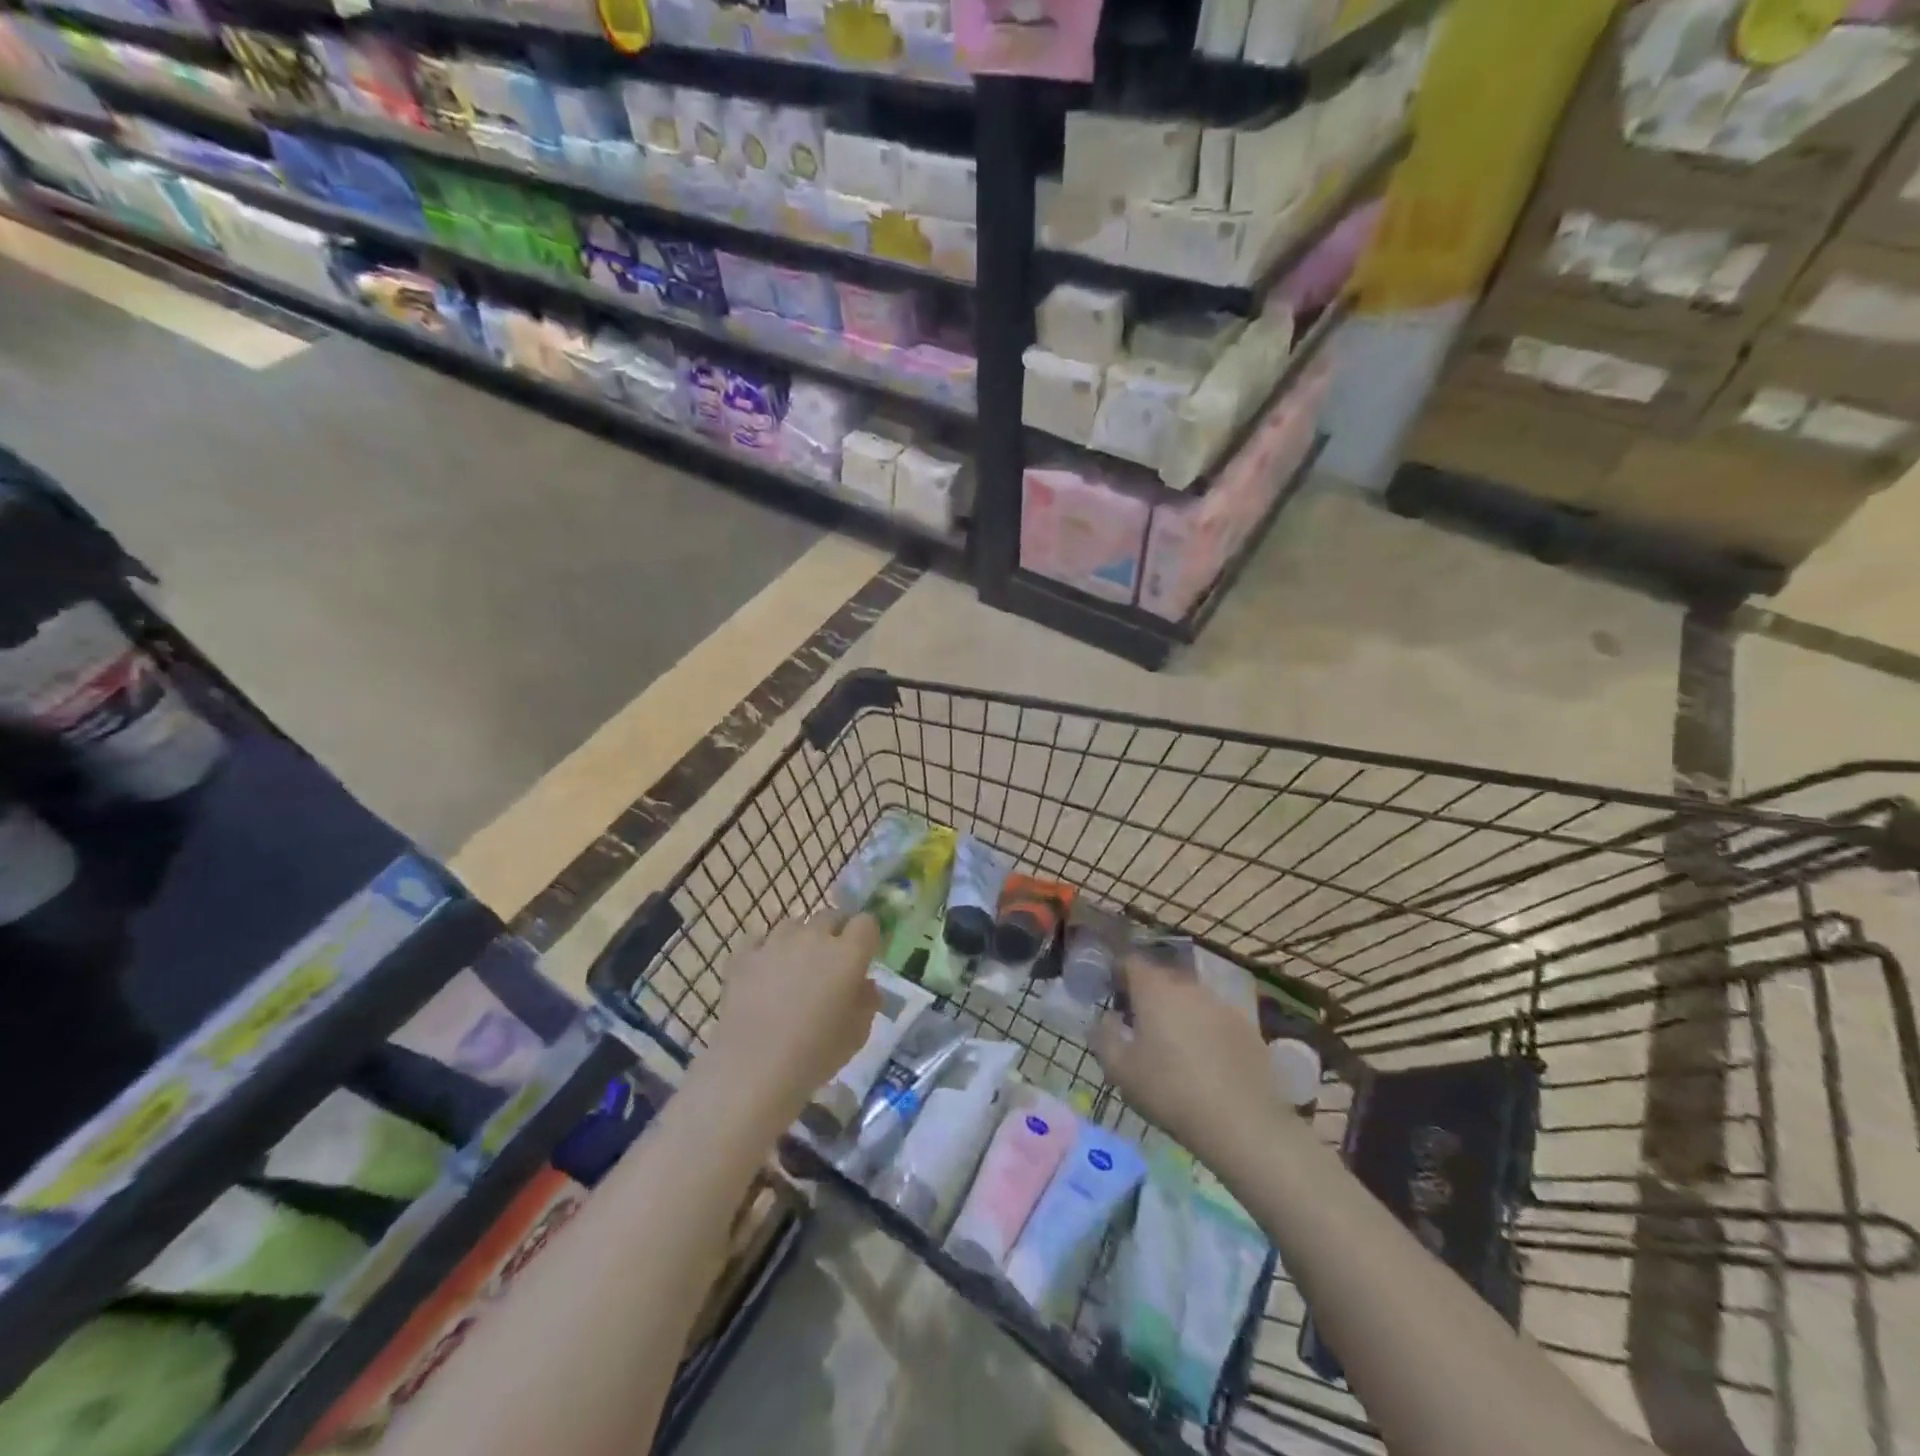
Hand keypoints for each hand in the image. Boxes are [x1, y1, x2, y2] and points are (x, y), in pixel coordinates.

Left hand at [702, 913, 882, 1130]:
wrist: (754, 1068)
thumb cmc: (815, 1054)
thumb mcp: (857, 1034)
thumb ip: (867, 1002)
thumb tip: (865, 984)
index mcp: (848, 953)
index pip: (866, 922)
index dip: (867, 936)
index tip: (864, 955)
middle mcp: (814, 937)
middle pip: (830, 916)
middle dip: (836, 932)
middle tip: (832, 962)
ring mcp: (776, 942)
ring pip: (794, 924)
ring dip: (801, 938)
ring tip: (796, 966)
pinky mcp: (744, 955)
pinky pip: (759, 940)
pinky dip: (766, 950)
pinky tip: (764, 972)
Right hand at [1091, 954, 1284, 1166]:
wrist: (1240, 1123)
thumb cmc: (1169, 1091)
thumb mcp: (1120, 1070)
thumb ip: (1103, 1037)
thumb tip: (1104, 1019)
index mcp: (1154, 990)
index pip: (1130, 962)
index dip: (1118, 973)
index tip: (1112, 994)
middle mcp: (1188, 986)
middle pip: (1162, 978)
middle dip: (1148, 993)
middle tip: (1139, 1023)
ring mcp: (1221, 1004)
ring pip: (1191, 998)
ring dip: (1178, 1011)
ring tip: (1174, 1044)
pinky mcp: (1247, 1027)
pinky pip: (1216, 1018)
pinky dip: (1206, 1029)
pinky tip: (1206, 1060)